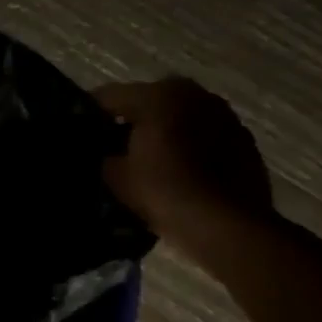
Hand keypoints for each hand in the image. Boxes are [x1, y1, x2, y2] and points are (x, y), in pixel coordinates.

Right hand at [91, 78, 273, 253]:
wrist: (226, 226)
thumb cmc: (164, 190)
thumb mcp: (114, 175)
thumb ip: (104, 155)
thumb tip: (105, 155)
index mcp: (158, 94)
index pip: (108, 97)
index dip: (88, 116)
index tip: (77, 134)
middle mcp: (194, 95)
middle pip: (148, 103)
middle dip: (129, 122)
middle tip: (111, 148)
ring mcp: (225, 117)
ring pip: (179, 119)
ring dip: (163, 133)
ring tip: (146, 161)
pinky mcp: (245, 143)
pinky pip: (204, 138)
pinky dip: (189, 148)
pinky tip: (177, 172)